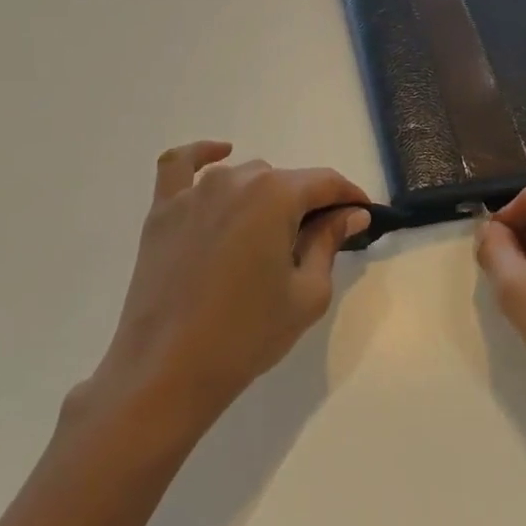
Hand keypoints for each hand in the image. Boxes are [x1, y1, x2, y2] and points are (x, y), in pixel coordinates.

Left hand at [84, 142, 369, 429]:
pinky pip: (181, 165)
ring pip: (243, 177)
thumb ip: (329, 243)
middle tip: (313, 245)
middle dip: (306, 206)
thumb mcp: (306, 293)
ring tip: (267, 237)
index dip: (349, 197)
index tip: (362, 216)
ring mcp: (194, 192)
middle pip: (284, 182)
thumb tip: (351, 213)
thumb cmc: (247, 334)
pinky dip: (202, 153)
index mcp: (276, 195)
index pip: (325, 183)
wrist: (166, 371)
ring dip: (263, 197)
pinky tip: (220, 154)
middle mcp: (236, 179)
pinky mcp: (163, 210)